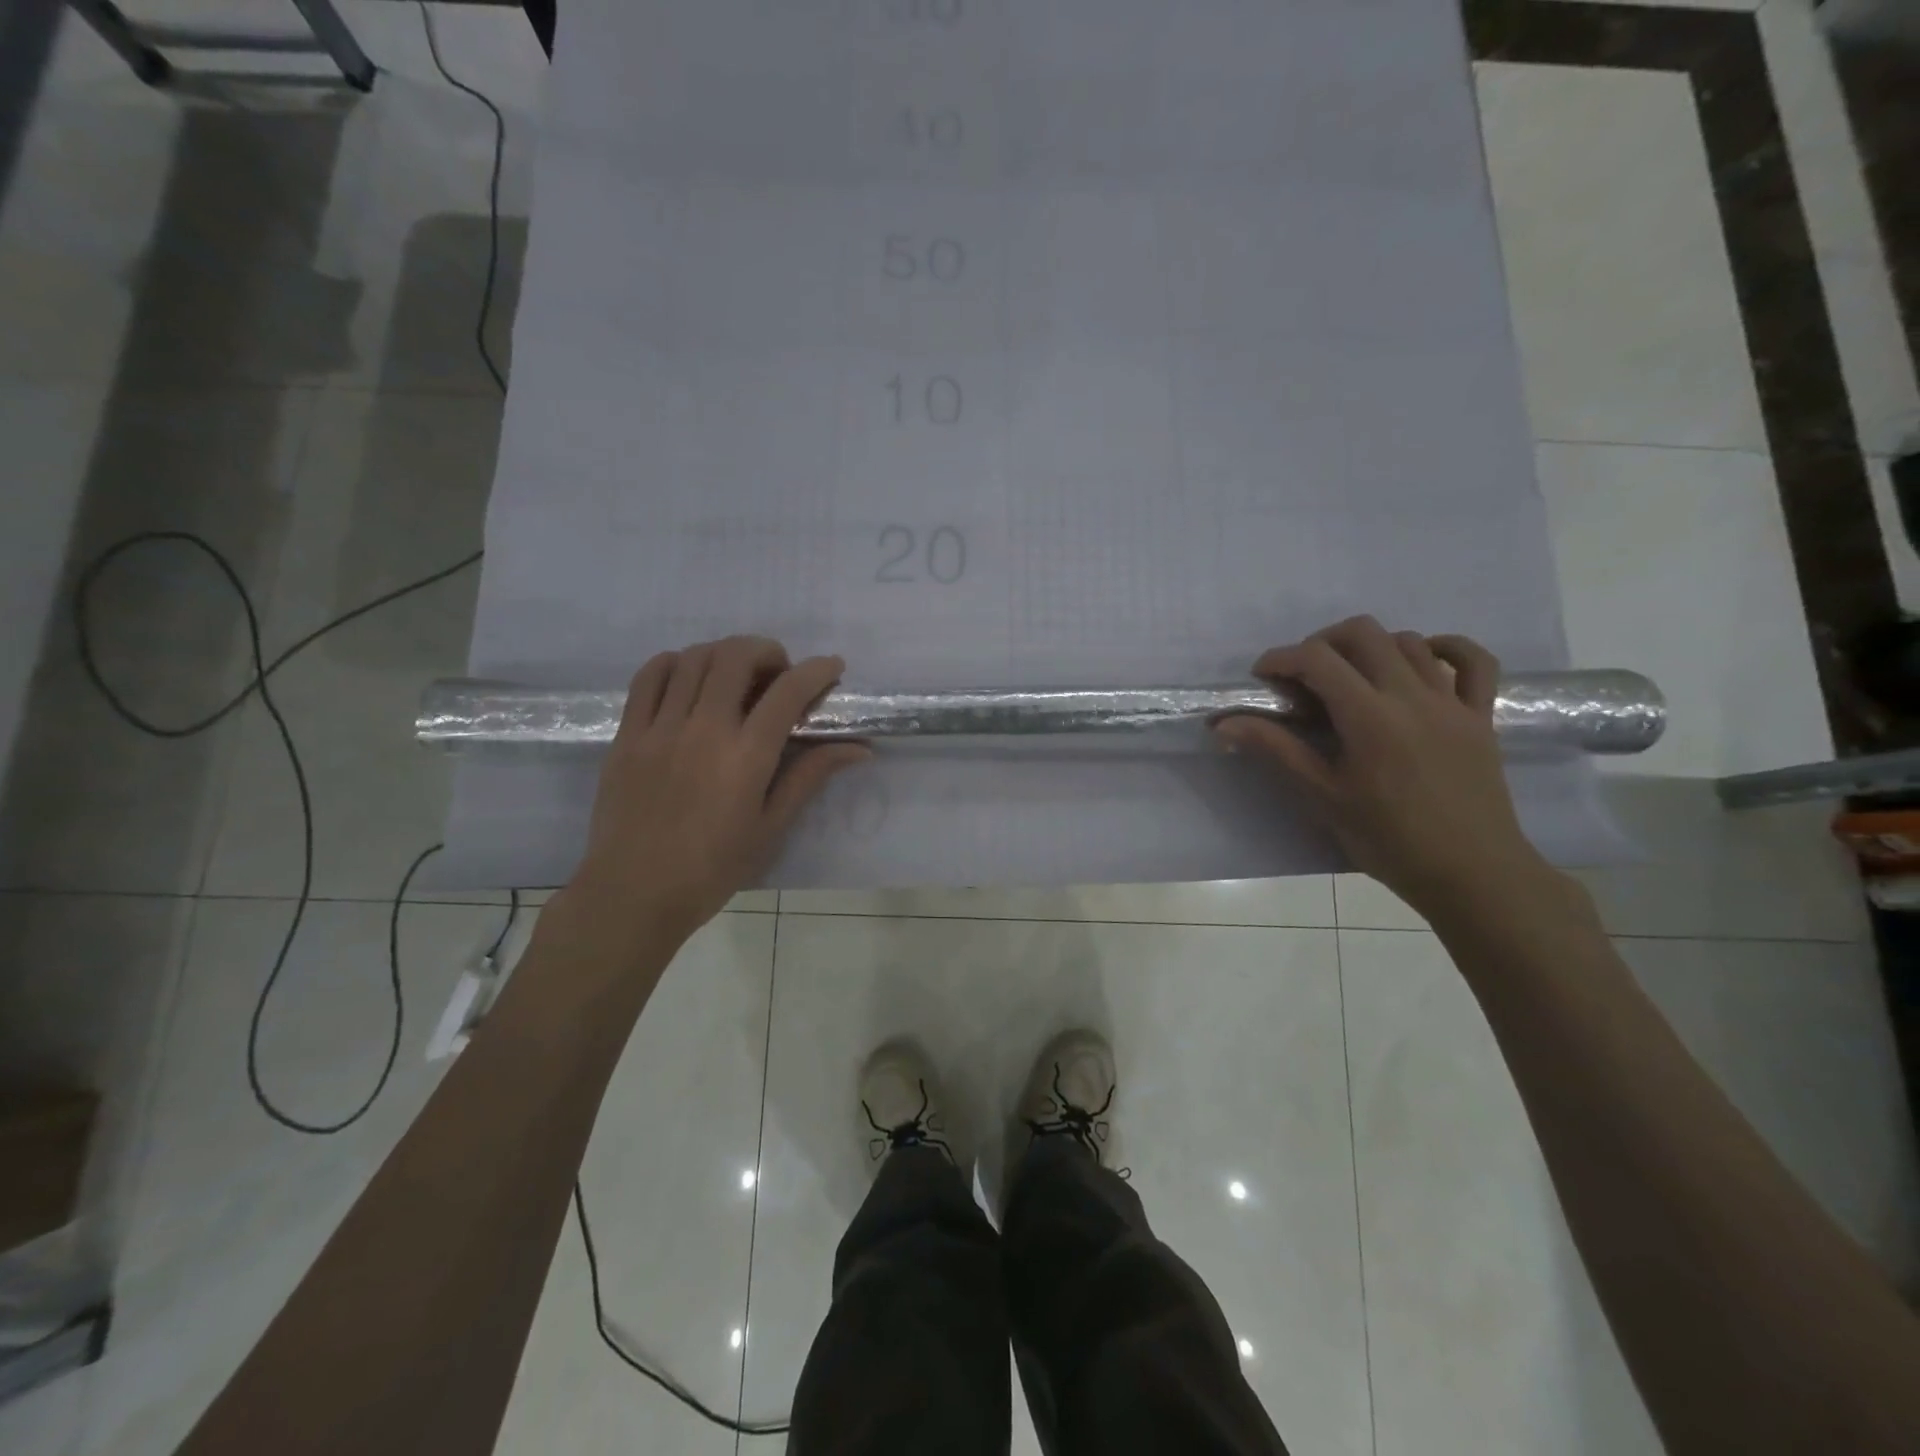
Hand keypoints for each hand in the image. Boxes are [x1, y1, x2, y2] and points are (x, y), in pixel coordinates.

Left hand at [557, 637, 867, 948]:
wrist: (634, 894)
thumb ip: (810, 776)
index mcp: (745, 756)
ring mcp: (659, 727)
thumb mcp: (771, 826)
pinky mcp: (627, 734)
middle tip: (780, 674)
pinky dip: (676, 664)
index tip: (832, 667)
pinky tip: (690, 680)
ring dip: (725, 654)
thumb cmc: (713, 868)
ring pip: (693, 658)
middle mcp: (703, 729)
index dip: (817, 670)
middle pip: (736, 657)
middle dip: (768, 651)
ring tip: (737, 676)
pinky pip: (649, 676)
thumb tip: (858, 748)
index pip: (788, 691)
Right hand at [1213, 616, 1553, 918]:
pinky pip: (1474, 661)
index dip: (1281, 658)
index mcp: (1369, 717)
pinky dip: (1444, 648)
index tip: (1262, 678)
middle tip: (1304, 675)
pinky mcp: (1481, 715)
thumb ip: (1276, 749)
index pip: (1317, 659)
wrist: (1471, 874)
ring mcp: (1452, 702)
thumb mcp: (1322, 796)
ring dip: (1370, 647)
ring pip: (1409, 641)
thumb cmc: (1388, 840)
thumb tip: (1224, 724)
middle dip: (1322, 642)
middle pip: (1363, 632)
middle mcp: (1412, 695)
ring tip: (1350, 678)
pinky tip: (1420, 662)